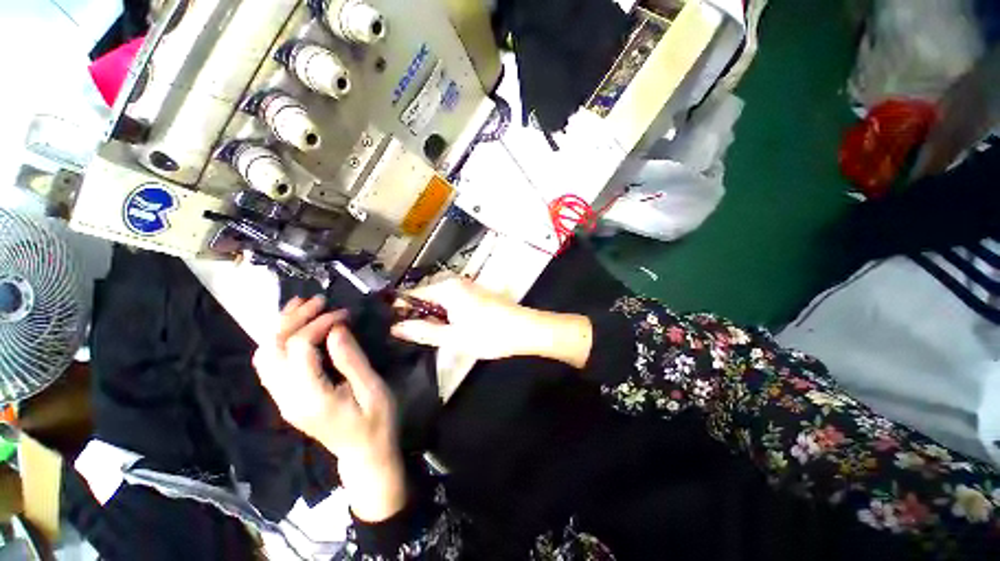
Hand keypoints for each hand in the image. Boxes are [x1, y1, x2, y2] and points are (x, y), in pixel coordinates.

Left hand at [253, 296, 405, 521]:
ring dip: (281, 327)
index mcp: (311, 397)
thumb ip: (351, 359)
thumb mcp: (372, 390)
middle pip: (273, 349)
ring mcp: (283, 400)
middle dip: (293, 319)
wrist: (364, 455)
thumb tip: (336, 328)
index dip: (318, 323)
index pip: (300, 348)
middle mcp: (287, 398)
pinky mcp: (287, 399)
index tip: (344, 313)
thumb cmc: (376, 422)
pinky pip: (271, 365)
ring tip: (302, 306)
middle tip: (319, 300)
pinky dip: (279, 341)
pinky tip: (296, 328)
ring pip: (265, 356)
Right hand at [390, 278, 535, 359]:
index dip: (401, 308)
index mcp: (447, 288)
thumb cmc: (488, 334)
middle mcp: (456, 282)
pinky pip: (452, 301)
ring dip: (432, 314)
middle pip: (427, 295)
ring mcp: (468, 287)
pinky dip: (445, 313)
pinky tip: (445, 328)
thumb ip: (423, 331)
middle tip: (407, 334)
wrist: (524, 329)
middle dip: (417, 313)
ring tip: (424, 334)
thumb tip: (396, 328)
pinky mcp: (476, 294)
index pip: (414, 294)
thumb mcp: (453, 337)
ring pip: (440, 299)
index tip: (389, 323)